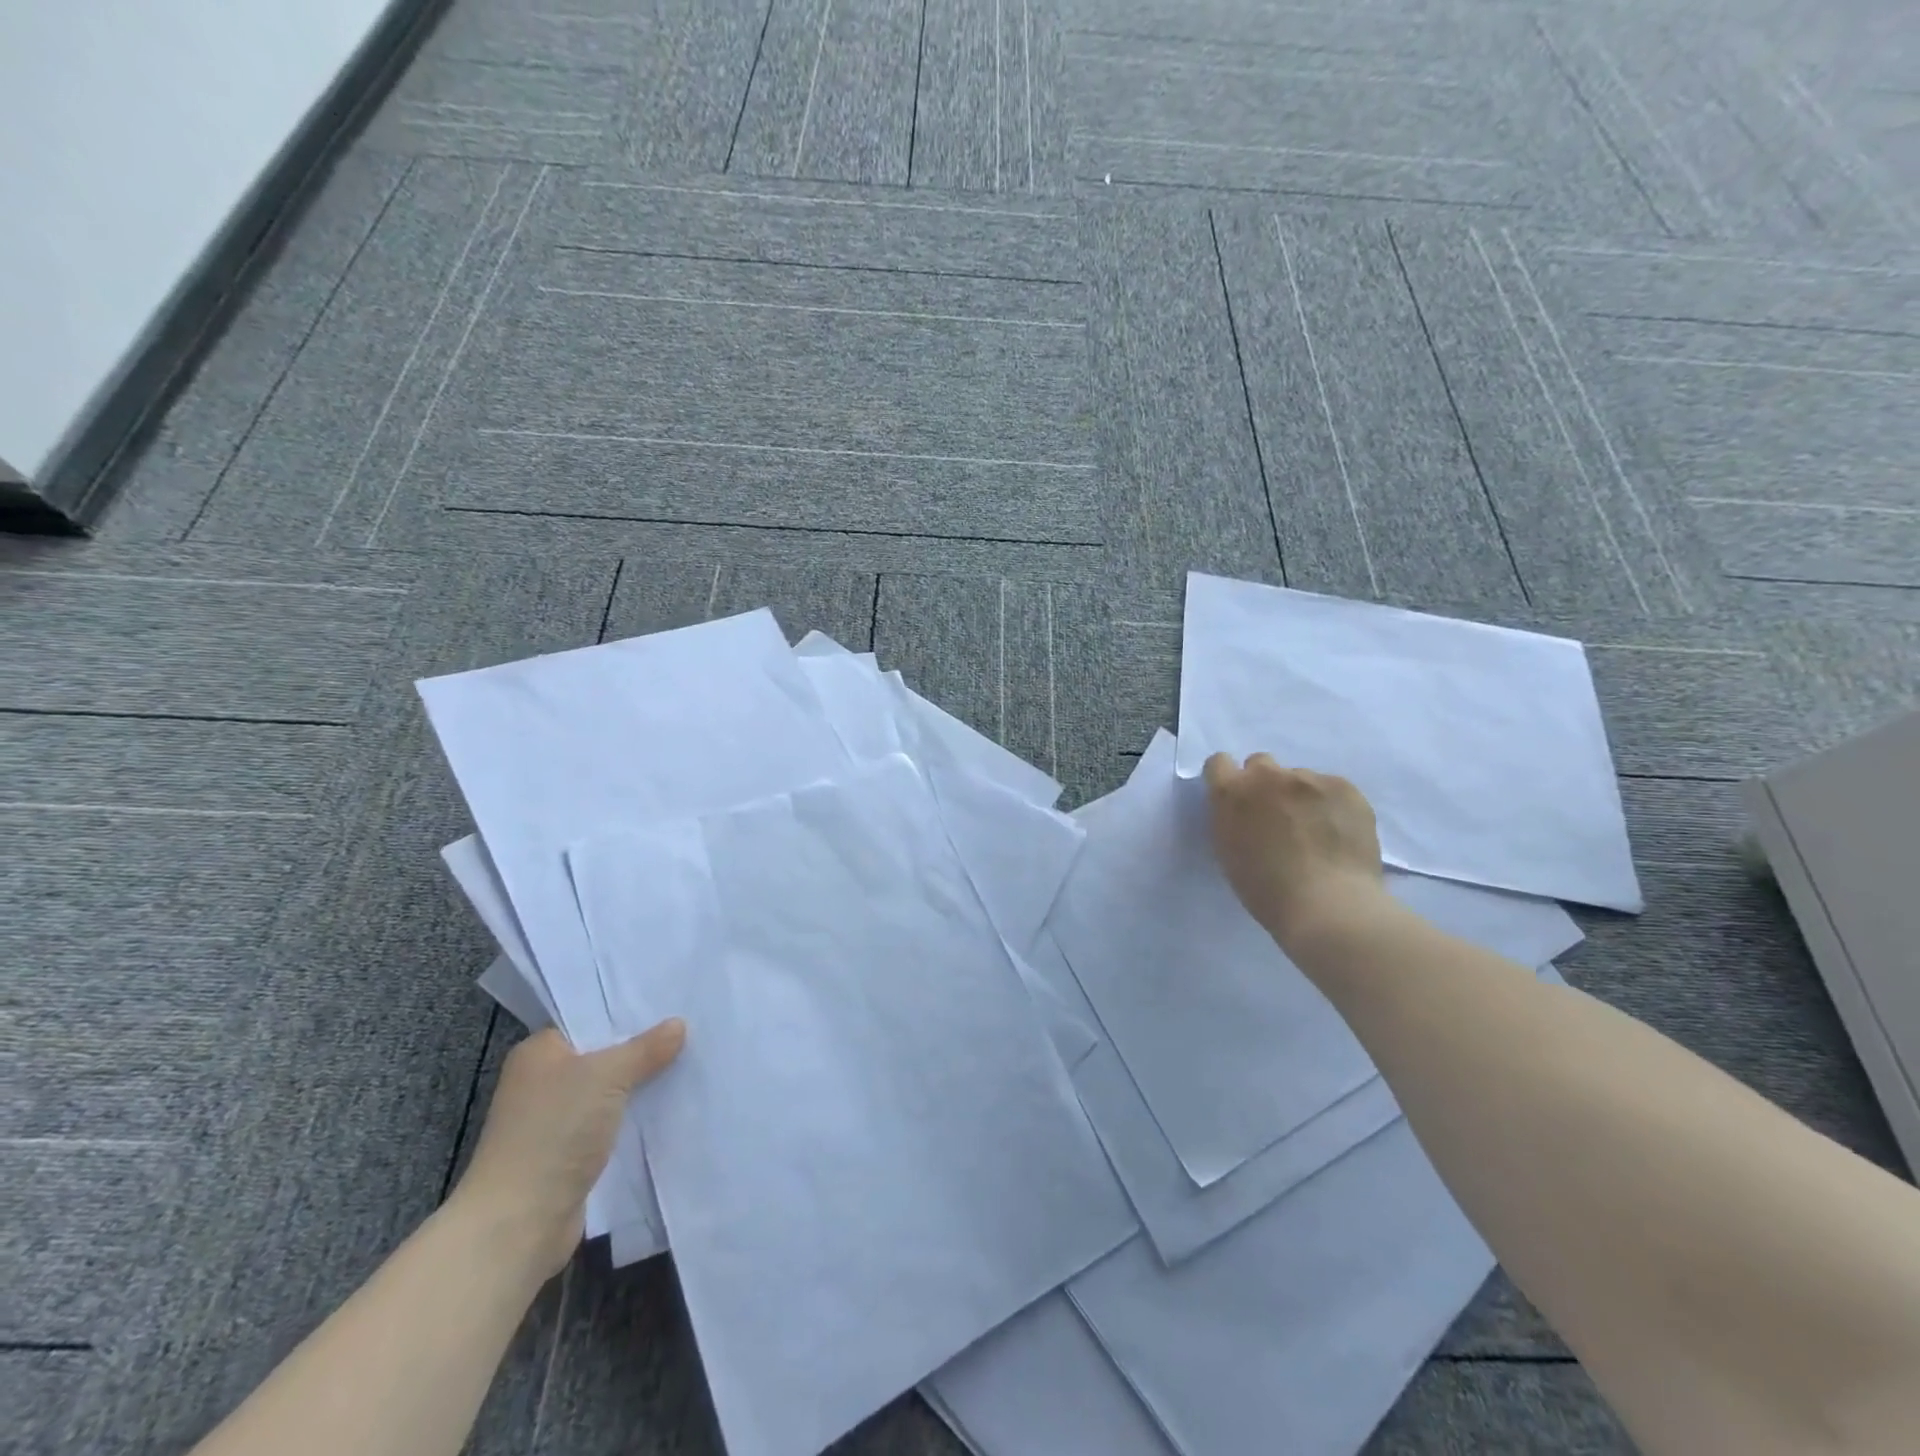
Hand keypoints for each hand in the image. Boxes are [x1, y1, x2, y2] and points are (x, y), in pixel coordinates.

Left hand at [450, 1020, 685, 1282]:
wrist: (518, 1224)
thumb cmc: (554, 1132)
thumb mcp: (607, 1076)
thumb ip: (645, 1048)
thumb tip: (678, 1025)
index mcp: (539, 1052)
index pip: (590, 1019)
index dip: (628, 1012)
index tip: (670, 1003)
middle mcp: (543, 1081)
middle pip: (603, 1055)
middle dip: (643, 1049)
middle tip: (691, 1030)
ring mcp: (555, 1121)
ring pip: (610, 1092)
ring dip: (642, 1086)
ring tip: (691, 1064)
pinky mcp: (570, 1154)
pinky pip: (612, 1123)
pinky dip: (636, 1118)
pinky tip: (672, 1107)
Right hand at [1203, 752, 1387, 950]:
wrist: (1328, 906)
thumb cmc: (1266, 890)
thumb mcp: (1228, 851)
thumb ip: (1230, 818)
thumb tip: (1243, 809)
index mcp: (1231, 793)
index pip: (1219, 763)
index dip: (1228, 780)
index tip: (1238, 801)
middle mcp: (1267, 776)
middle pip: (1261, 763)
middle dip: (1265, 784)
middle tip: (1278, 817)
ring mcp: (1308, 779)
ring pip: (1299, 777)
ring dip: (1300, 796)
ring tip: (1316, 831)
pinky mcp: (1344, 788)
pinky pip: (1331, 788)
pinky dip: (1331, 805)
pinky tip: (1338, 833)